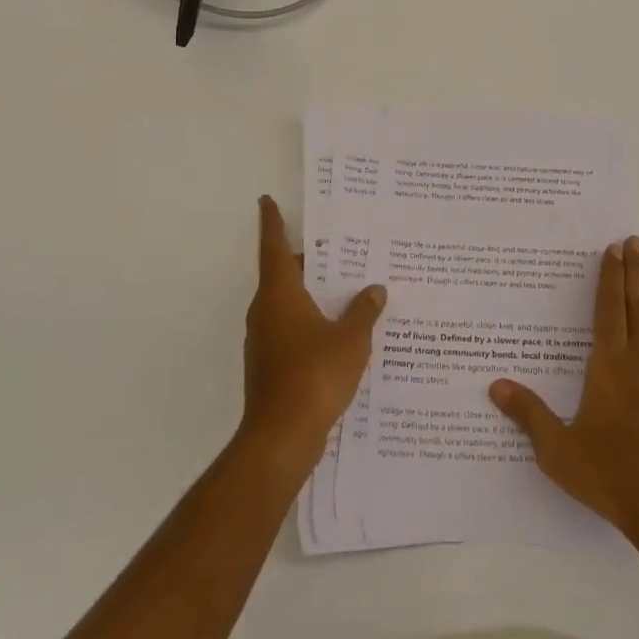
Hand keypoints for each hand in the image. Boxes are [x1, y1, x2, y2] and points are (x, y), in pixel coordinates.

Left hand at [240, 196, 385, 472]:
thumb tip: (374, 289)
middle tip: (340, 247)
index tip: (266, 200)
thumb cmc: (314, 375)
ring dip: (313, 294)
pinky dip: (312, 322)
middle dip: (310, 261)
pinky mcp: (270, 366)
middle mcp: (266, 312)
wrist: (281, 438)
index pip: (274, 247)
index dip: (272, 222)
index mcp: (280, 294)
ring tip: (348, 287)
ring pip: (289, 304)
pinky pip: (293, 330)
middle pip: (285, 275)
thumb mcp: (351, 339)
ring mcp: (265, 341)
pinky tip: (341, 331)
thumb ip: (364, 311)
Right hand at [490, 235, 638, 545]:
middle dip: (633, 272)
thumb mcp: (558, 450)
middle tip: (635, 240)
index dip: (610, 279)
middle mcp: (638, 363)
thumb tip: (495, 385)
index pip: (608, 311)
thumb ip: (528, 414)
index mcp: (607, 368)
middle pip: (635, 308)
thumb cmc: (610, 476)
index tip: (613, 250)